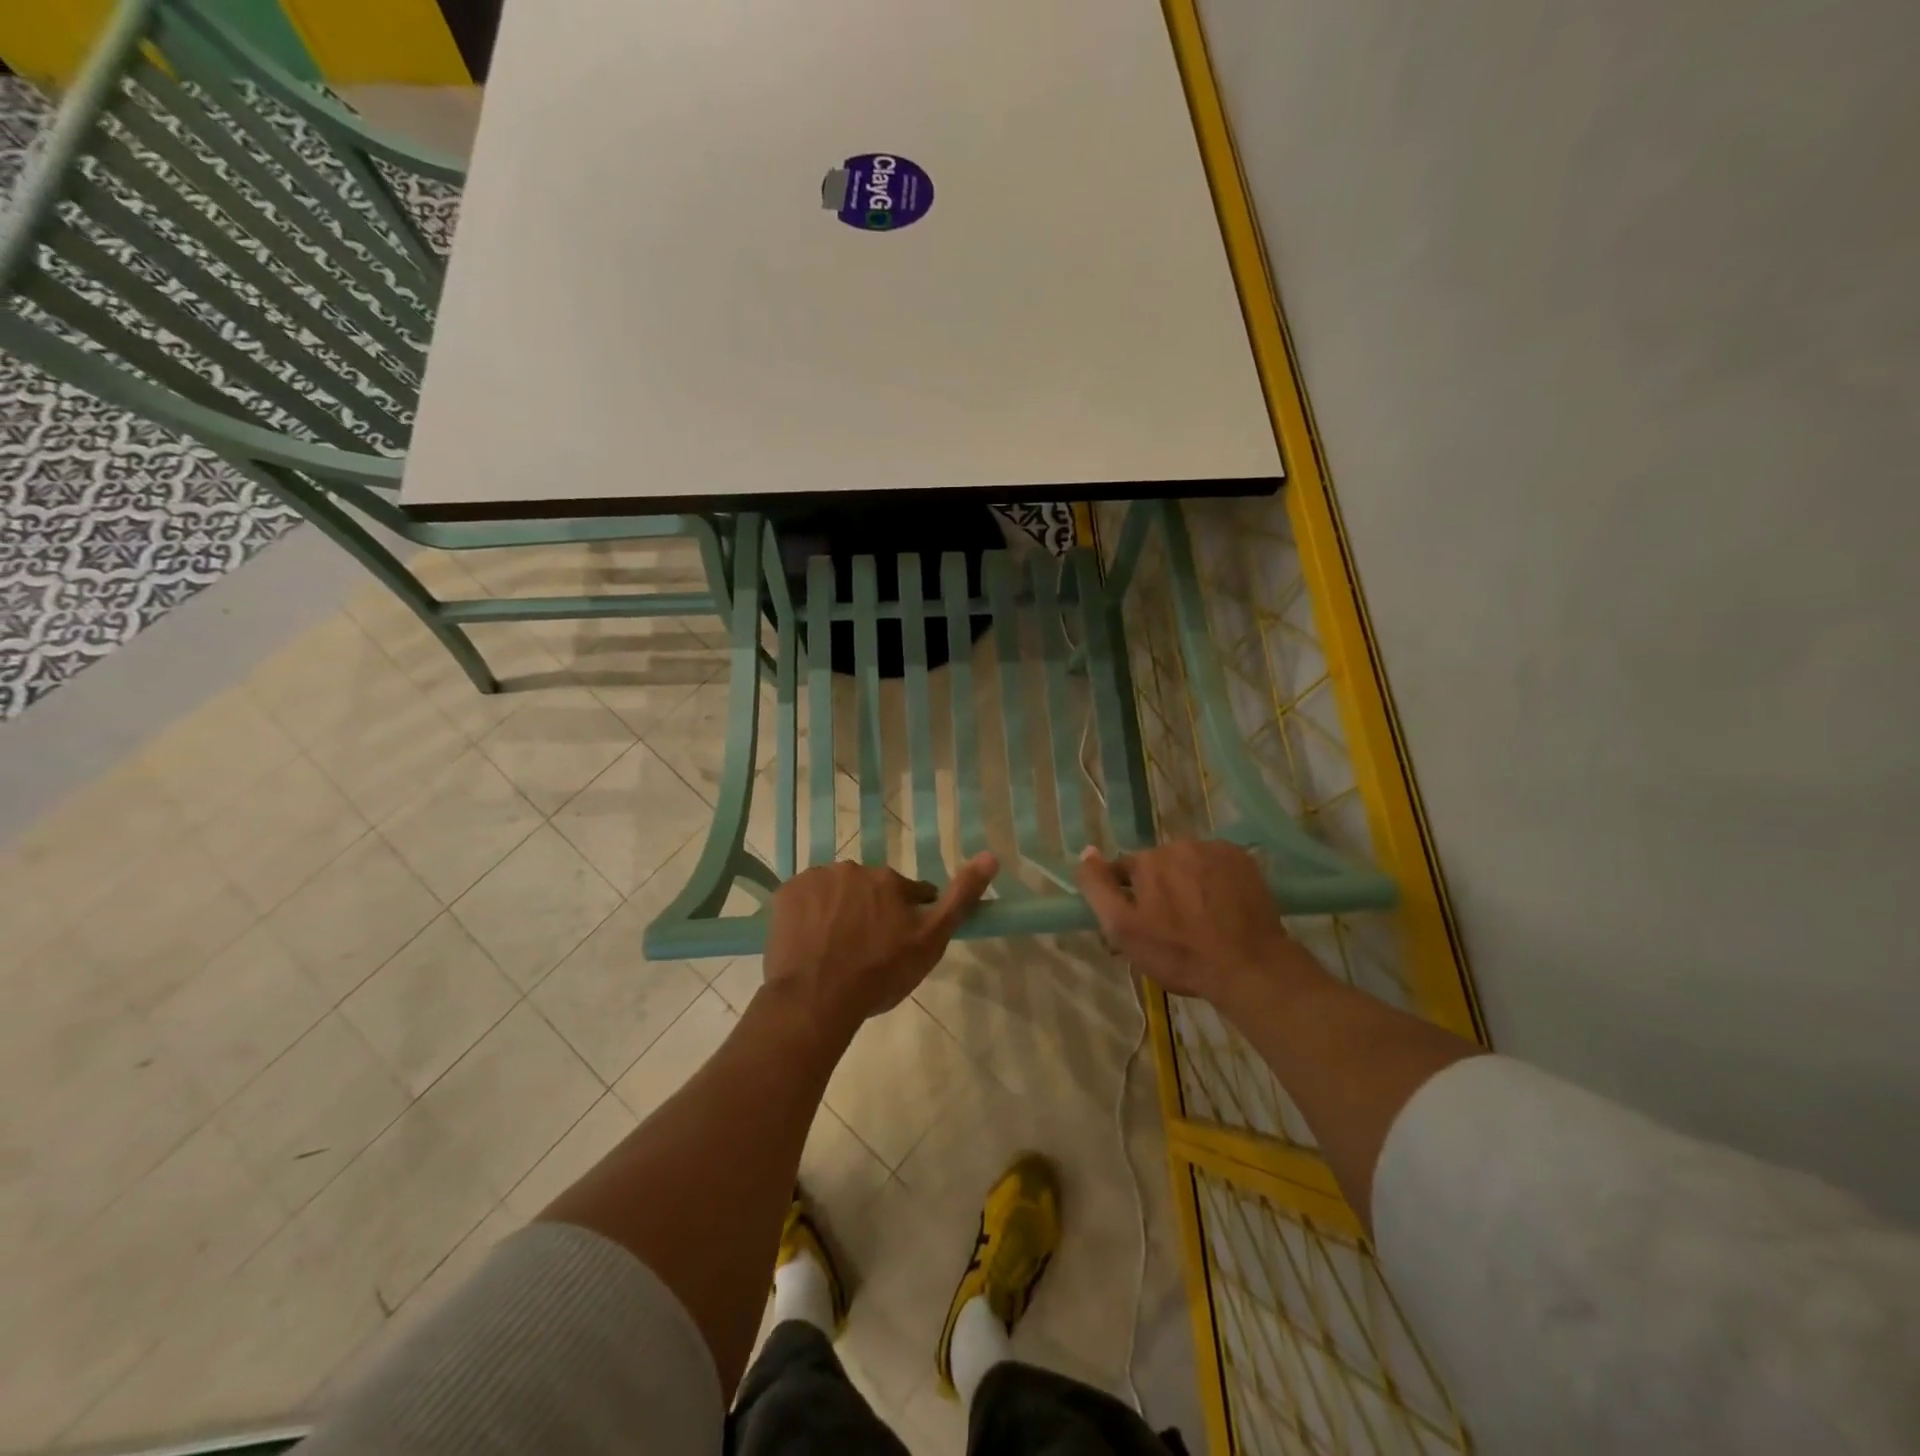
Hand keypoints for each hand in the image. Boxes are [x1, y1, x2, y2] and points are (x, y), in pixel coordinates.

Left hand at [762, 853, 997, 1036]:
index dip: (906, 919)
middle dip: (870, 911)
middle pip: (869, 890)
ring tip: (834, 950)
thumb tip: (991, 855)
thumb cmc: (878, 974)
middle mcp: (852, 868)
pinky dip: (809, 915)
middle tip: (865, 951)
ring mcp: (814, 879)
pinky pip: (804, 899)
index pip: (907, 893)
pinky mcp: (785, 894)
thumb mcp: (930, 942)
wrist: (815, 999)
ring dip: (839, 911)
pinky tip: (810, 943)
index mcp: (888, 879)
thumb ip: (960, 898)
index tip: (897, 946)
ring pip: (835, 892)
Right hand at [1076, 841, 1307, 1006]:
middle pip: (1158, 864)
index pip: (1124, 870)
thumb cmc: (1179, 954)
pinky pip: (1217, 863)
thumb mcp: (1123, 929)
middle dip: (1160, 888)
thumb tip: (1087, 852)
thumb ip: (1098, 888)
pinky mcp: (1242, 859)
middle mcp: (1177, 844)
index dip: (1129, 897)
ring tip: (1202, 918)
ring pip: (1188, 862)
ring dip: (1188, 882)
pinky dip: (1215, 879)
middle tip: (1172, 926)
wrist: (1249, 966)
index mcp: (1146, 861)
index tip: (1142, 923)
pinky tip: (1222, 907)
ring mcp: (1214, 849)